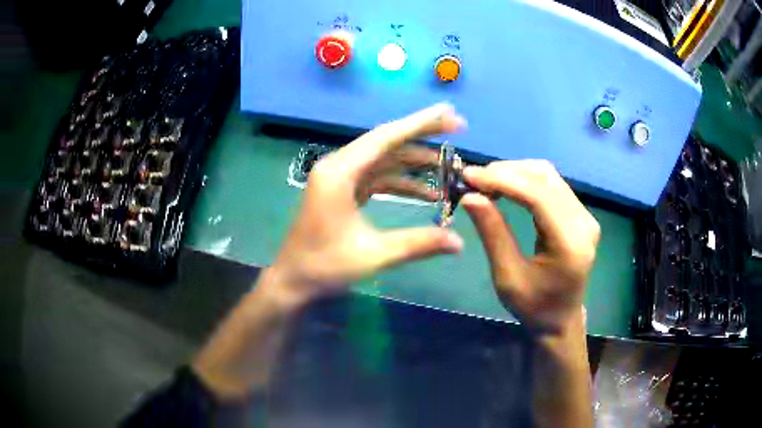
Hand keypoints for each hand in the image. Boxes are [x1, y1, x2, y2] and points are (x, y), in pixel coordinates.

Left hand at [268, 104, 466, 306]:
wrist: (293, 280)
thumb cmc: (325, 266)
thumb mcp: (374, 255)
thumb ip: (418, 244)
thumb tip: (459, 243)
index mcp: (340, 172)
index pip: (386, 137)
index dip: (420, 123)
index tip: (449, 113)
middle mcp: (339, 166)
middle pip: (386, 142)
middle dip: (422, 136)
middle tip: (456, 127)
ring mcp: (340, 178)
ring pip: (383, 160)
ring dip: (414, 162)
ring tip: (447, 165)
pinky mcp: (343, 191)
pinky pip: (377, 178)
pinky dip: (401, 182)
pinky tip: (426, 192)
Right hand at [461, 160, 599, 333]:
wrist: (560, 319)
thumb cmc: (534, 307)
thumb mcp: (507, 278)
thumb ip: (493, 234)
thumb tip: (470, 196)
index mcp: (570, 244)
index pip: (538, 196)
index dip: (503, 180)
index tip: (469, 176)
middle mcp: (583, 223)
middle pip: (545, 178)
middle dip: (507, 172)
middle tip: (474, 179)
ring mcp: (585, 216)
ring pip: (548, 176)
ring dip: (515, 172)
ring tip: (486, 181)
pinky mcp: (580, 214)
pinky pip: (552, 185)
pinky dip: (526, 180)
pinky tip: (506, 185)